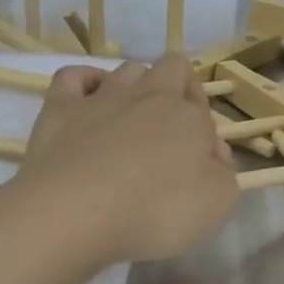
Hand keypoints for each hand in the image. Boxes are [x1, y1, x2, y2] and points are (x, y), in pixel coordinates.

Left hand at [5, 55, 238, 267]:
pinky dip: (84, 84)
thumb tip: (214, 158)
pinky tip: (86, 105)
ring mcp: (100, 97)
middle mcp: (147, 95)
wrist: (73, 214)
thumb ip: (224, 177)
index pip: (205, 112)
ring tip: (129, 127)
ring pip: (127, 71)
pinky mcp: (59, 108)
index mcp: (187, 116)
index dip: (206, 138)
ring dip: (135, 89)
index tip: (201, 171)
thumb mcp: (215, 206)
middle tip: (171, 136)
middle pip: (172, 69)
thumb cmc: (152, 213)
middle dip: (179, 91)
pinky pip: (73, 77)